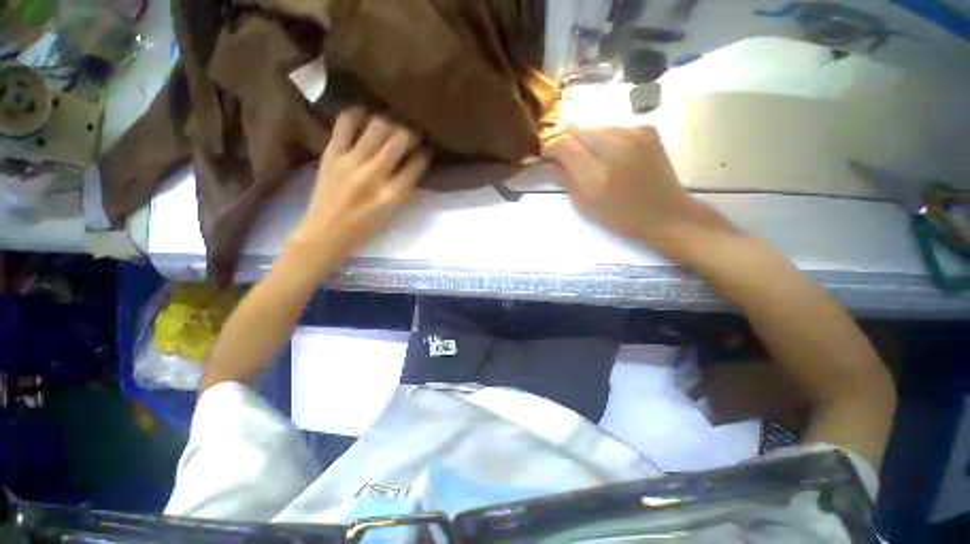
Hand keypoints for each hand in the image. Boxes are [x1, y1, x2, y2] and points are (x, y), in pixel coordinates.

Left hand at [292, 110, 429, 257]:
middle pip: (398, 140)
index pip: (415, 165)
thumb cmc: (363, 229)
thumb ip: (403, 191)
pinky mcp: (331, 154)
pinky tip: (365, 117)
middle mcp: (373, 174)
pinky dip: (358, 115)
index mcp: (391, 195)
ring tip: (390, 127)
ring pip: (377, 127)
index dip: (424, 155)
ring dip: (389, 124)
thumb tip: (412, 167)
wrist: (324, 232)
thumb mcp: (391, 215)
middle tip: (411, 135)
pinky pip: (346, 124)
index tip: (426, 151)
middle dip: (410, 133)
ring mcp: (350, 161)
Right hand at [542, 126, 732, 252]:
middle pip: (578, 126)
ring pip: (595, 124)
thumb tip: (552, 161)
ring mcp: (634, 133)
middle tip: (560, 152)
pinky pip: (614, 126)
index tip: (545, 155)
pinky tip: (607, 152)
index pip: (563, 144)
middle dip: (564, 137)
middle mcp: (616, 145)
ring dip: (583, 137)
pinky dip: (603, 137)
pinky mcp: (647, 129)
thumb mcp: (585, 204)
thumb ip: (566, 178)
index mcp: (597, 172)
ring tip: (583, 153)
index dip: (549, 147)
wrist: (664, 213)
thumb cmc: (620, 217)